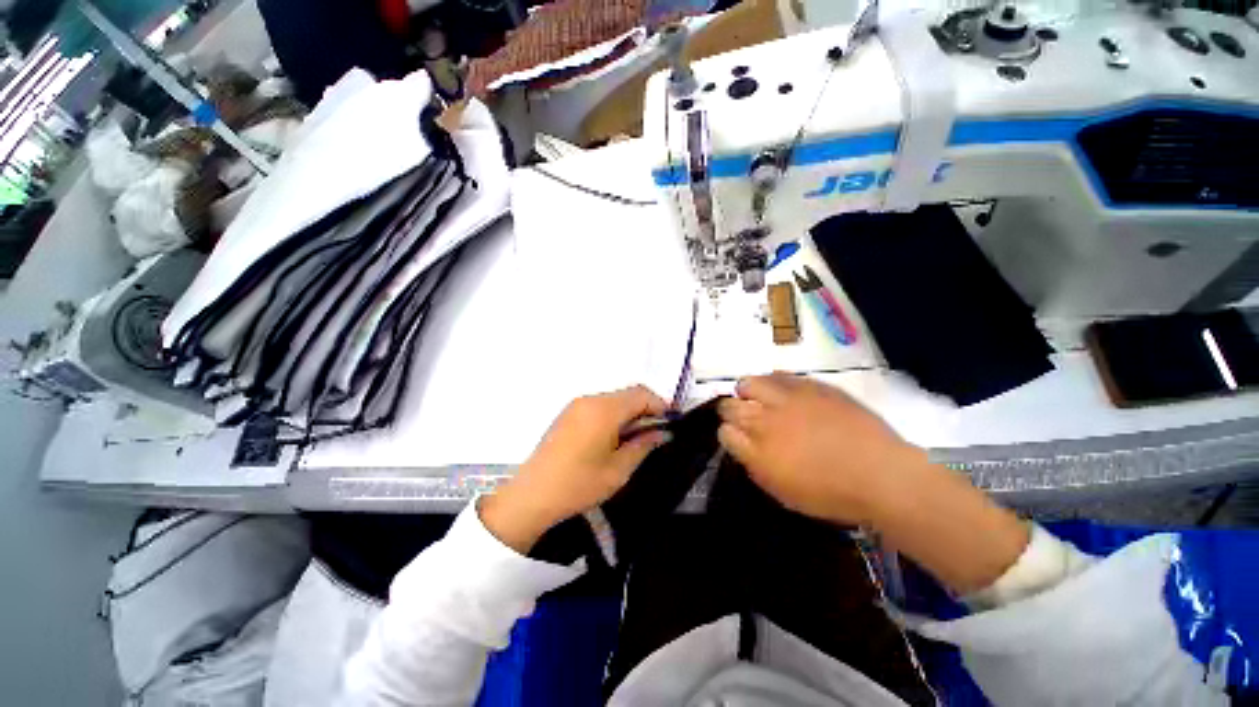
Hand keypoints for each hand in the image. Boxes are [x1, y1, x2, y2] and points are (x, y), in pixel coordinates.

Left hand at [481, 386, 670, 552]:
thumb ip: (643, 445)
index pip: (641, 394)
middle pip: (628, 393)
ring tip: (635, 438)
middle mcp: (590, 400)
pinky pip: (599, 406)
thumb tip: (662, 432)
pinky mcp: (568, 413)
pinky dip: (613, 415)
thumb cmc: (579, 484)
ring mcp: (576, 405)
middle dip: (646, 408)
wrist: (532, 495)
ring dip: (629, 412)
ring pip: (614, 399)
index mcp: (604, 410)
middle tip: (654, 434)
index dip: (660, 405)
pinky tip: (613, 437)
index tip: (670, 423)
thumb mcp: (618, 470)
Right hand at [719, 373, 1028, 593]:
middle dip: (731, 410)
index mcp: (757, 450)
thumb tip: (741, 444)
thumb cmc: (831, 493)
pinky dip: (773, 382)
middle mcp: (765, 418)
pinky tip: (781, 391)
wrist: (882, 474)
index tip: (736, 437)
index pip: (724, 432)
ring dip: (748, 391)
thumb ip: (754, 464)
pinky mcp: (810, 385)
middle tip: (744, 417)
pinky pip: (779, 375)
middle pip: (729, 405)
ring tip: (758, 398)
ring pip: (749, 383)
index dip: (728, 433)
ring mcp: (787, 398)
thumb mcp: (783, 491)